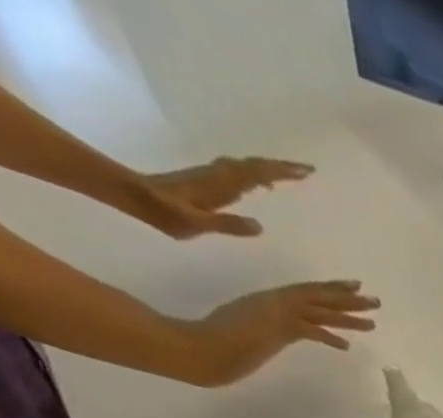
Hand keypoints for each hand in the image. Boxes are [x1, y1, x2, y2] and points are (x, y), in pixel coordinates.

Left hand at [132, 156, 312, 238]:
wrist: (135, 196)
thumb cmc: (165, 213)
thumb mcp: (197, 224)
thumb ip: (227, 225)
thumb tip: (260, 226)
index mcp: (221, 185)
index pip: (256, 174)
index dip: (281, 172)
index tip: (305, 172)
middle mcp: (220, 175)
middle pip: (254, 166)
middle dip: (281, 168)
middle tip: (307, 171)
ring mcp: (214, 176)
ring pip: (248, 167)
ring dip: (270, 169)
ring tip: (291, 175)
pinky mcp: (210, 180)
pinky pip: (241, 174)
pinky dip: (256, 175)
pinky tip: (263, 185)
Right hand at [181, 281, 379, 385]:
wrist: (202, 347)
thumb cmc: (217, 339)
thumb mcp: (249, 328)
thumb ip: (267, 327)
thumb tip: (277, 334)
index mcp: (270, 300)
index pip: (308, 293)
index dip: (332, 289)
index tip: (354, 287)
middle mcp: (276, 302)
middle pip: (320, 298)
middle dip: (349, 299)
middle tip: (375, 300)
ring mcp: (277, 314)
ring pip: (320, 311)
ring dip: (348, 316)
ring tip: (373, 321)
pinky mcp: (277, 328)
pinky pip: (309, 330)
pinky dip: (328, 337)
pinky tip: (346, 345)